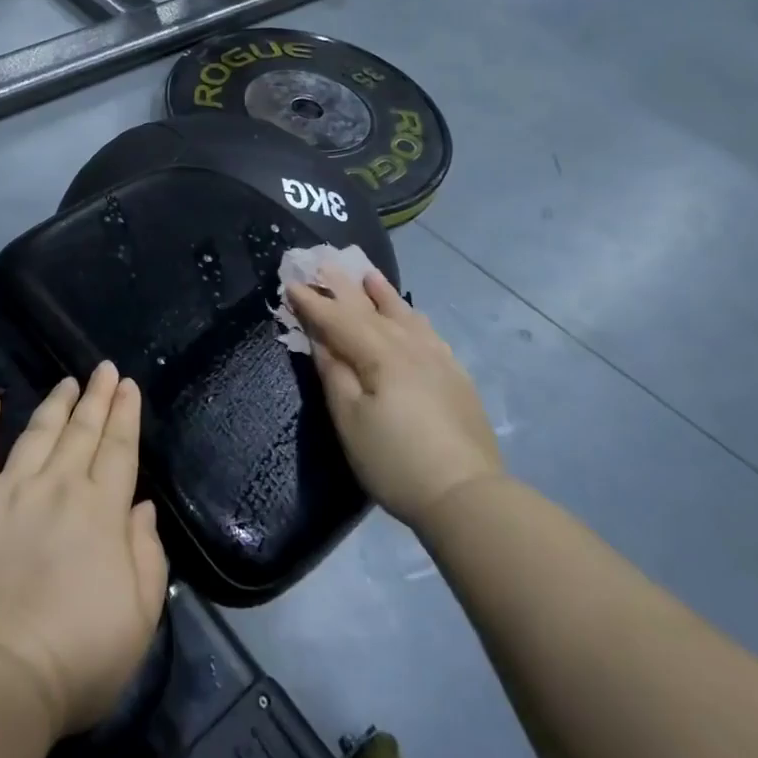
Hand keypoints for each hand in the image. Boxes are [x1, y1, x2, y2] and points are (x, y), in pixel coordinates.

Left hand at [0, 363, 168, 735]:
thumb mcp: (138, 619)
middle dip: (97, 397)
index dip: (125, 415)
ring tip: (68, 382)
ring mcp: (9, 490)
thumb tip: (142, 508)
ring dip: (55, 403)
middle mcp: (59, 487)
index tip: (128, 385)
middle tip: (104, 369)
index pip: (119, 449)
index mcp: (102, 511)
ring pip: (38, 432)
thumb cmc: (73, 658)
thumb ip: (147, 556)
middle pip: (82, 432)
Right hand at [287, 268, 503, 527]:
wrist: (467, 496)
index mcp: (379, 354)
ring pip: (403, 313)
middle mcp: (409, 345)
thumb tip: (320, 337)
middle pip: (369, 308)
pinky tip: (410, 314)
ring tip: (367, 273)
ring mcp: (437, 357)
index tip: (290, 283)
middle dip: (343, 286)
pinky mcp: (455, 374)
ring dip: (381, 292)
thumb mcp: (350, 420)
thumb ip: (334, 372)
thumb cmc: (395, 461)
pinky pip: (427, 330)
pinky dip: (411, 315)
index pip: (338, 319)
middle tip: (322, 260)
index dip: (312, 302)